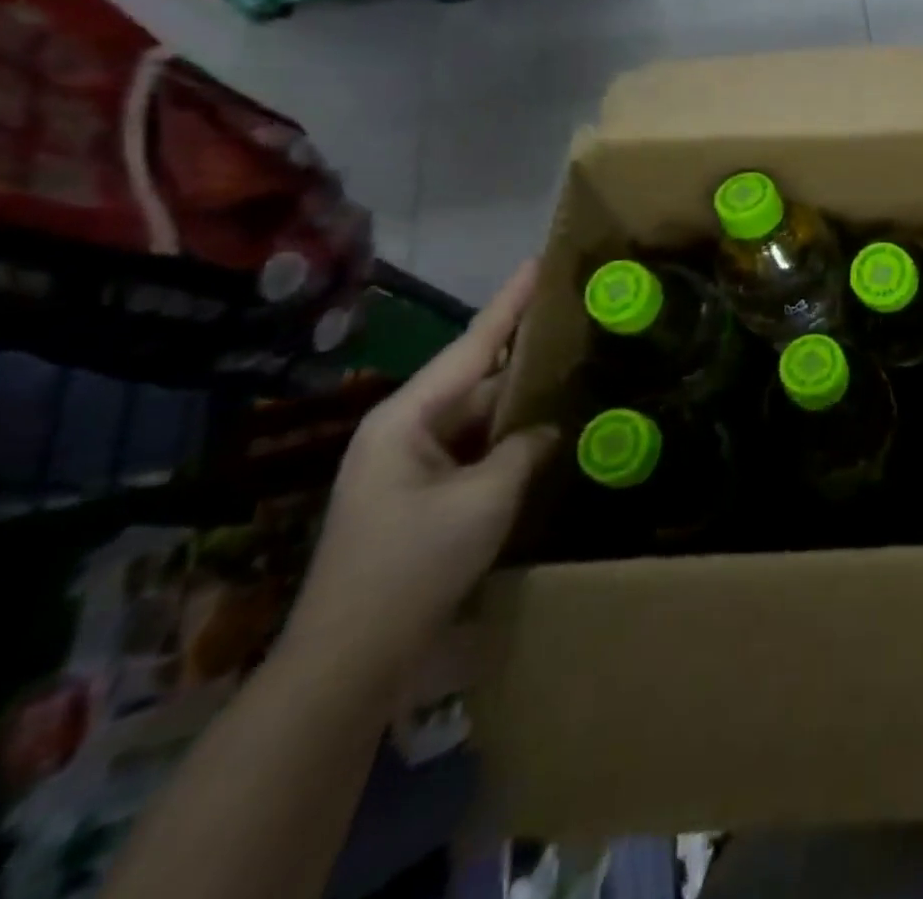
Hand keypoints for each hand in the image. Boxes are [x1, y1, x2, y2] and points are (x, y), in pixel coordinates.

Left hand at [283, 263, 558, 679]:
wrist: (350, 659)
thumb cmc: (413, 565)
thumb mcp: (484, 500)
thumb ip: (524, 450)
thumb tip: (547, 429)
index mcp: (407, 418)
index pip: (472, 345)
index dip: (509, 303)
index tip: (538, 264)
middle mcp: (405, 430)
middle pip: (475, 377)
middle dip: (522, 350)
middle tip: (571, 318)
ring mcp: (411, 464)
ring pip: (477, 415)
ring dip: (519, 398)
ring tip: (569, 365)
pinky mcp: (422, 494)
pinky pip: (474, 447)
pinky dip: (508, 436)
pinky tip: (544, 428)